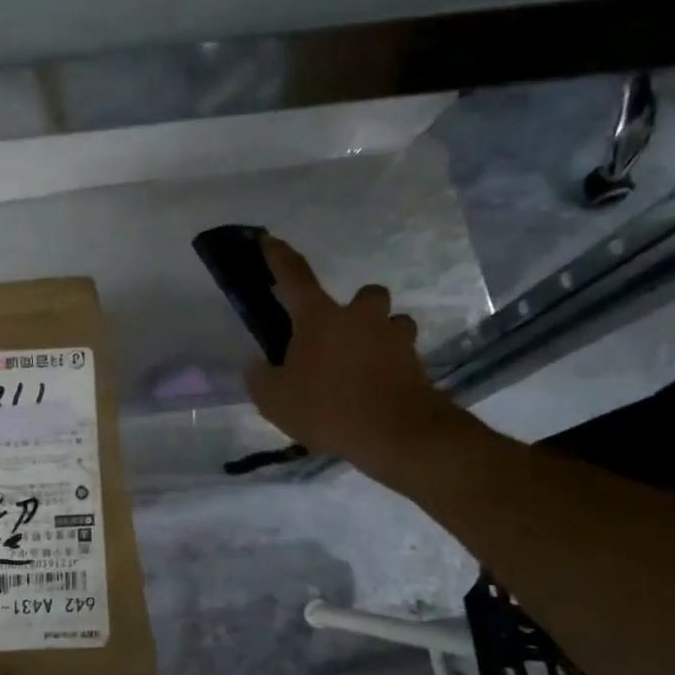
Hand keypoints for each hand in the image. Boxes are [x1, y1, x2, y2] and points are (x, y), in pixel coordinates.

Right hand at [244, 235, 471, 487]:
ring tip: (362, 366)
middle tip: (338, 337)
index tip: (267, 239)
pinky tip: (376, 392)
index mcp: (319, 318)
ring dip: (378, 336)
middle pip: (364, 295)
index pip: (294, 276)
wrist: (398, 434)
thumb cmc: (328, 408)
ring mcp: (393, 338)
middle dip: (355, 308)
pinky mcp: (417, 363)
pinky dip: (390, 367)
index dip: (277, 256)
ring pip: (390, 323)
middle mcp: (360, 317)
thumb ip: (261, 377)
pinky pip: (401, 356)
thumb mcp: (274, 400)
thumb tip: (258, 364)